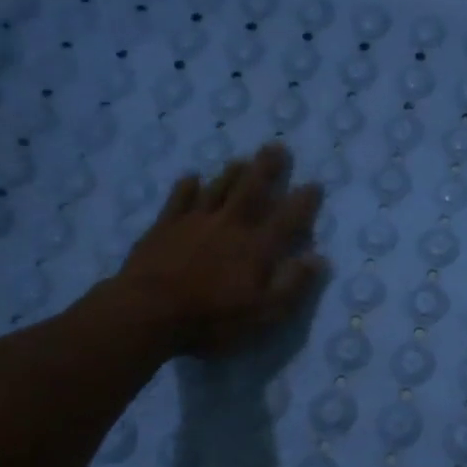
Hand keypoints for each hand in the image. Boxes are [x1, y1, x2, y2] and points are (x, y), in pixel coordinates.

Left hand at [104, 142, 325, 357]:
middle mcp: (230, 226)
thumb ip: (293, 285)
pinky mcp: (164, 227)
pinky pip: (179, 199)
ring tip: (242, 159)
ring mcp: (194, 223)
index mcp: (257, 248)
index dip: (303, 202)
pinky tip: (191, 177)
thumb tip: (318, 258)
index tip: (314, 184)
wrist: (147, 312)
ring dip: (232, 173)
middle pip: (252, 190)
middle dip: (267, 169)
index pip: (287, 219)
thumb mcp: (264, 314)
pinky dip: (187, 187)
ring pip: (218, 189)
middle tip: (277, 147)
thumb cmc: (212, 319)